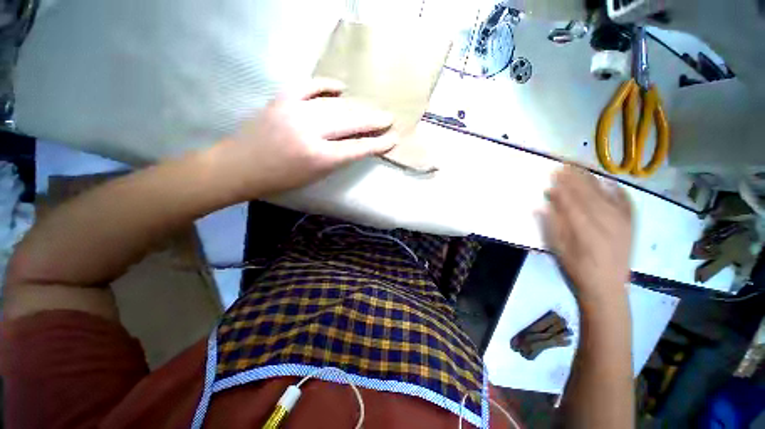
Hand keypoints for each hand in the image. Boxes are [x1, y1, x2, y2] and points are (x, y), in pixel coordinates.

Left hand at [214, 78, 397, 197]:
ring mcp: (295, 111)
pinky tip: (341, 88)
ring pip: (335, 106)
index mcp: (320, 157)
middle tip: (388, 118)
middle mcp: (311, 131)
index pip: (358, 148)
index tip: (393, 139)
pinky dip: (326, 85)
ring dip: (357, 108)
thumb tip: (356, 146)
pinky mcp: (282, 99)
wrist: (239, 166)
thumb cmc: (280, 180)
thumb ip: (337, 160)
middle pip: (350, 123)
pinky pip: (309, 86)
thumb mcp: (315, 177)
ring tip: (371, 109)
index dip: (378, 144)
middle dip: (373, 121)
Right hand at [541, 166, 632, 301]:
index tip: (553, 173)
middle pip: (588, 195)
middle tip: (562, 164)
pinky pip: (626, 202)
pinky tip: (609, 181)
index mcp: (586, 231)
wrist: (608, 287)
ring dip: (591, 179)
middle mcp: (607, 223)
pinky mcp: (630, 225)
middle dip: (574, 178)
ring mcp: (622, 223)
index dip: (562, 187)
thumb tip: (542, 206)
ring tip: (579, 166)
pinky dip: (617, 190)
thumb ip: (552, 226)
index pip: (572, 203)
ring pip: (605, 195)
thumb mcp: (559, 250)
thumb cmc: (577, 269)